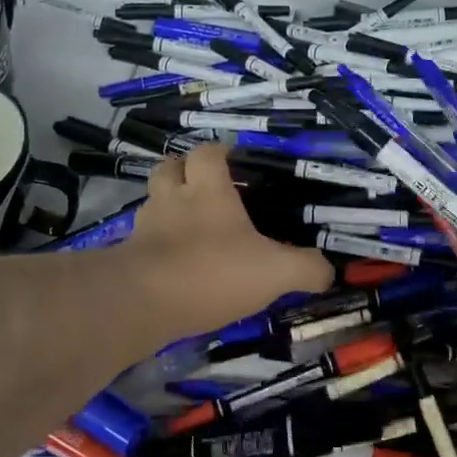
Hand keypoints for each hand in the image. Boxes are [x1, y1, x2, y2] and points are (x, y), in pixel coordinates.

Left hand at [120, 145, 332, 337]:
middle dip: (183, 170)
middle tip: (203, 186)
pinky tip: (172, 261)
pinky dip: (155, 244)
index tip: (233, 159)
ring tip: (187, 224)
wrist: (142, 304)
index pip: (207, 153)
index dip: (218, 152)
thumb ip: (306, 269)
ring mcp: (145, 228)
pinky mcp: (127, 259)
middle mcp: (172, 200)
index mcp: (208, 190)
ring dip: (167, 206)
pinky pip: (142, 240)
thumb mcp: (275, 272)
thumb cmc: (212, 271)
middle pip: (169, 168)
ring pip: (152, 202)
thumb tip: (329, 271)